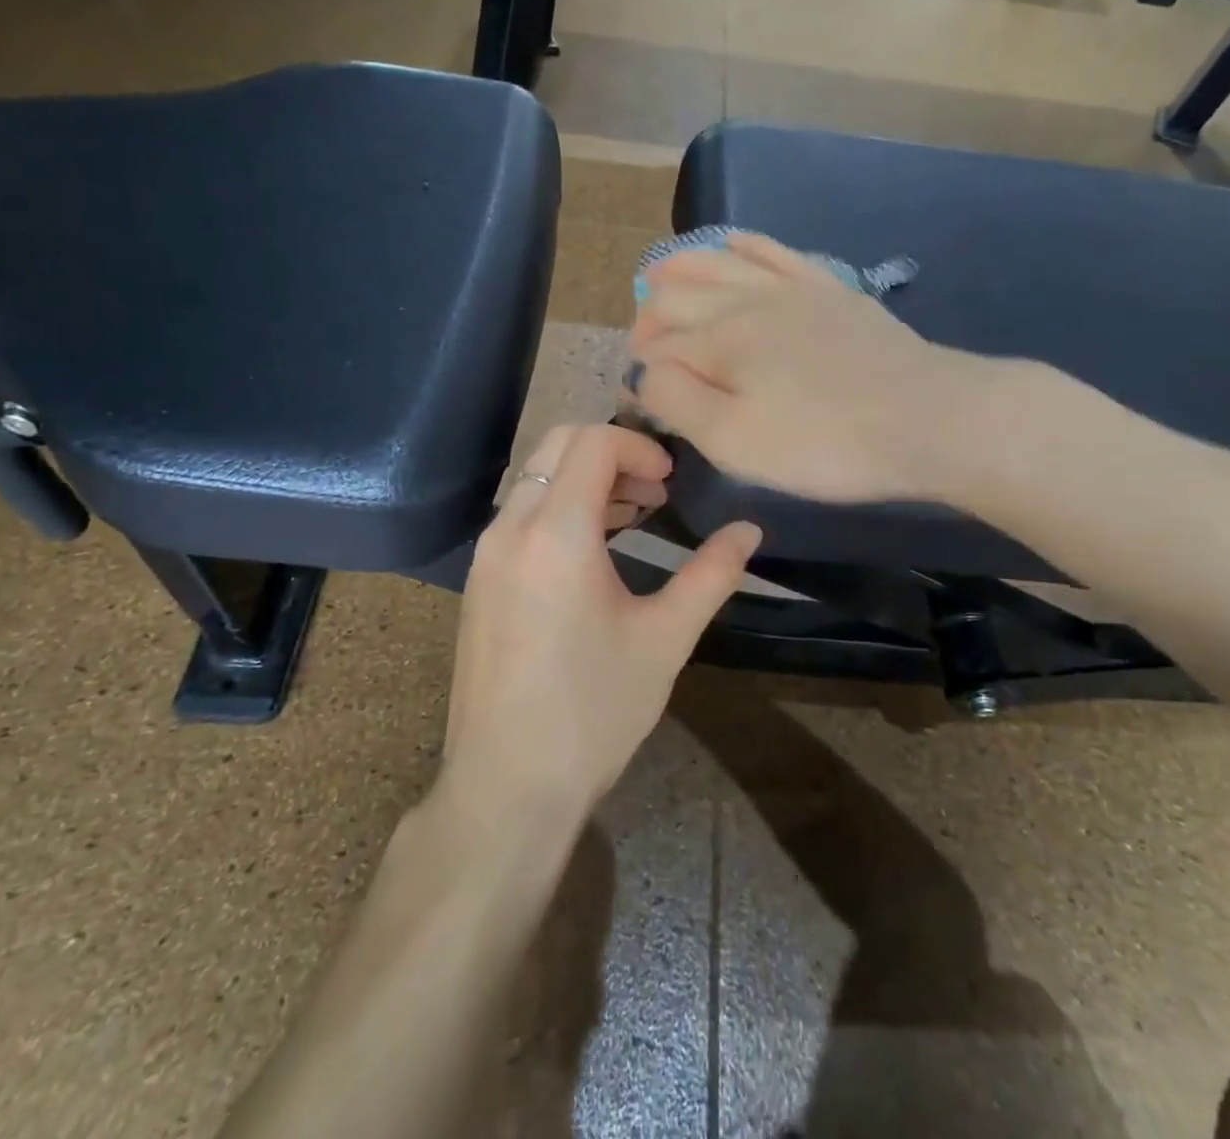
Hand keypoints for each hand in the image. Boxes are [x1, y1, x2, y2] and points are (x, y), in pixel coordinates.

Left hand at [442, 424, 760, 819]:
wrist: (506, 786)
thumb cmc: (593, 711)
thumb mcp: (665, 639)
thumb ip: (711, 574)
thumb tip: (750, 530)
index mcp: (556, 533)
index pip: (592, 442)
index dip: (638, 445)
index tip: (672, 481)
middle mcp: (510, 529)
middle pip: (558, 446)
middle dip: (612, 453)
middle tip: (656, 491)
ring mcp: (486, 554)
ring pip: (536, 479)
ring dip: (585, 480)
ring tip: (633, 514)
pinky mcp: (479, 580)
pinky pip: (520, 515)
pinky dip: (559, 508)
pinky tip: (594, 549)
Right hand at [625, 233, 973, 503]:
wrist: (928, 419)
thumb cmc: (823, 443)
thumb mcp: (733, 440)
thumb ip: (676, 401)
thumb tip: (645, 372)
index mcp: (719, 339)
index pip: (658, 346)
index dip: (640, 370)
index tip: (639, 398)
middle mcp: (746, 300)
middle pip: (679, 294)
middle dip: (650, 318)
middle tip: (642, 346)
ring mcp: (792, 288)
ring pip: (719, 262)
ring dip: (682, 267)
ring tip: (659, 275)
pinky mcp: (830, 289)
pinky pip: (775, 251)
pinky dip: (744, 244)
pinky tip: (731, 240)